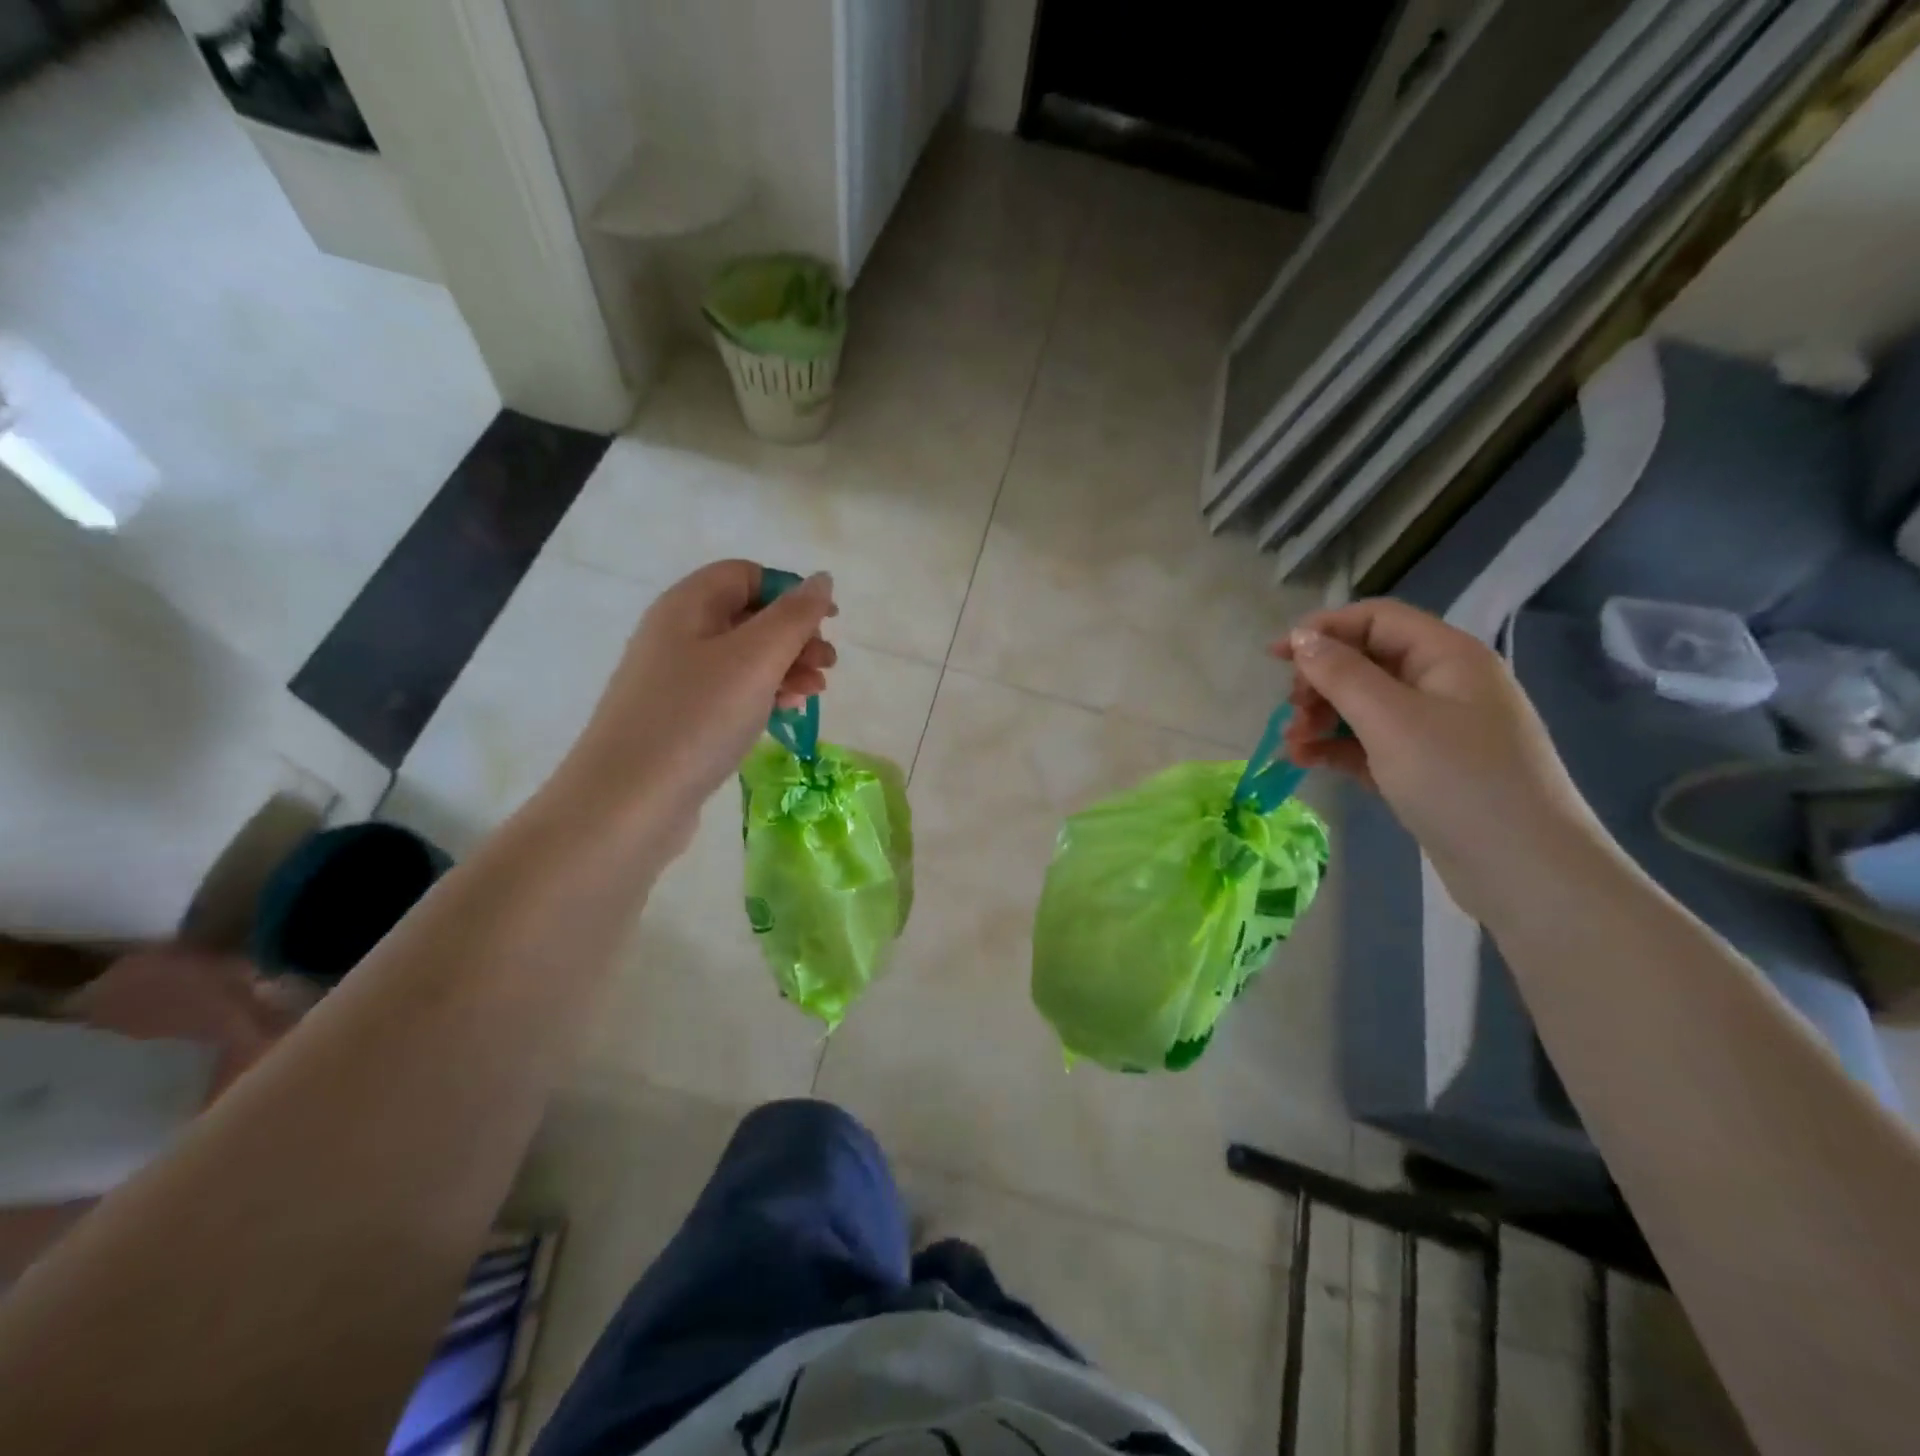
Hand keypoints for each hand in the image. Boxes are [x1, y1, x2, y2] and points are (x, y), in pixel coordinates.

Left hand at [548, 561, 837, 846]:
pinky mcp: (680, 717)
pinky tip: (784, 716)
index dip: (791, 592)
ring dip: (786, 669)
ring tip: (813, 695)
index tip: (828, 624)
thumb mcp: (756, 659)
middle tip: (827, 667)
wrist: (629, 801)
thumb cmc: (697, 717)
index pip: (747, 575)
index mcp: (689, 605)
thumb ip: (795, 616)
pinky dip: (762, 696)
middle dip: (795, 637)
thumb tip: (822, 579)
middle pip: (748, 616)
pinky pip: (730, 692)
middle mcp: (677, 633)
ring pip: (743, 658)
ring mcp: (675, 678)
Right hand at [1273, 599, 1599, 915]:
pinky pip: (1371, 743)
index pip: (1376, 620)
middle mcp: (1444, 684)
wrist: (1524, 870)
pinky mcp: (1426, 768)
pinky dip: (1337, 748)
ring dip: (1322, 718)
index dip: (1323, 630)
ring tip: (1292, 746)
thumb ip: (1341, 674)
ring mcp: (1437, 729)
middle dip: (1320, 682)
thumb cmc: (1458, 780)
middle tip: (1292, 713)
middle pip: (1367, 662)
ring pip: (1364, 706)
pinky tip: (1306, 761)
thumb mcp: (1391, 720)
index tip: (1276, 657)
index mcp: (1447, 657)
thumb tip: (1301, 638)